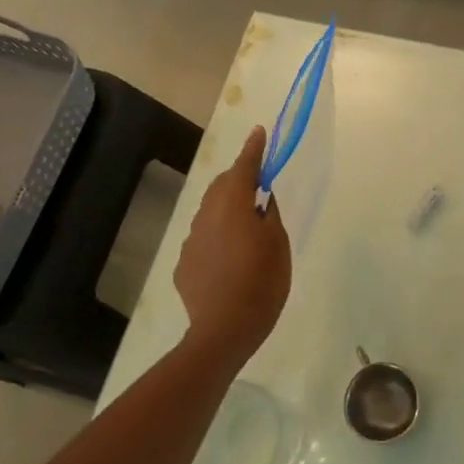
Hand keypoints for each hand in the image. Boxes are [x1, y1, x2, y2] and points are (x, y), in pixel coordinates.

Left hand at [174, 126, 291, 367]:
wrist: (224, 330)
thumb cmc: (262, 282)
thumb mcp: (278, 244)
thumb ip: (270, 215)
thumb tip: (262, 200)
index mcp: (234, 206)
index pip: (244, 167)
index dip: (253, 149)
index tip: (259, 132)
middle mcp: (207, 216)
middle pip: (223, 186)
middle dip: (239, 178)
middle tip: (259, 182)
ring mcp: (191, 240)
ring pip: (210, 212)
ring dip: (228, 208)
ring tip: (246, 222)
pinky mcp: (184, 263)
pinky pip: (204, 238)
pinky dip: (218, 236)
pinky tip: (230, 257)